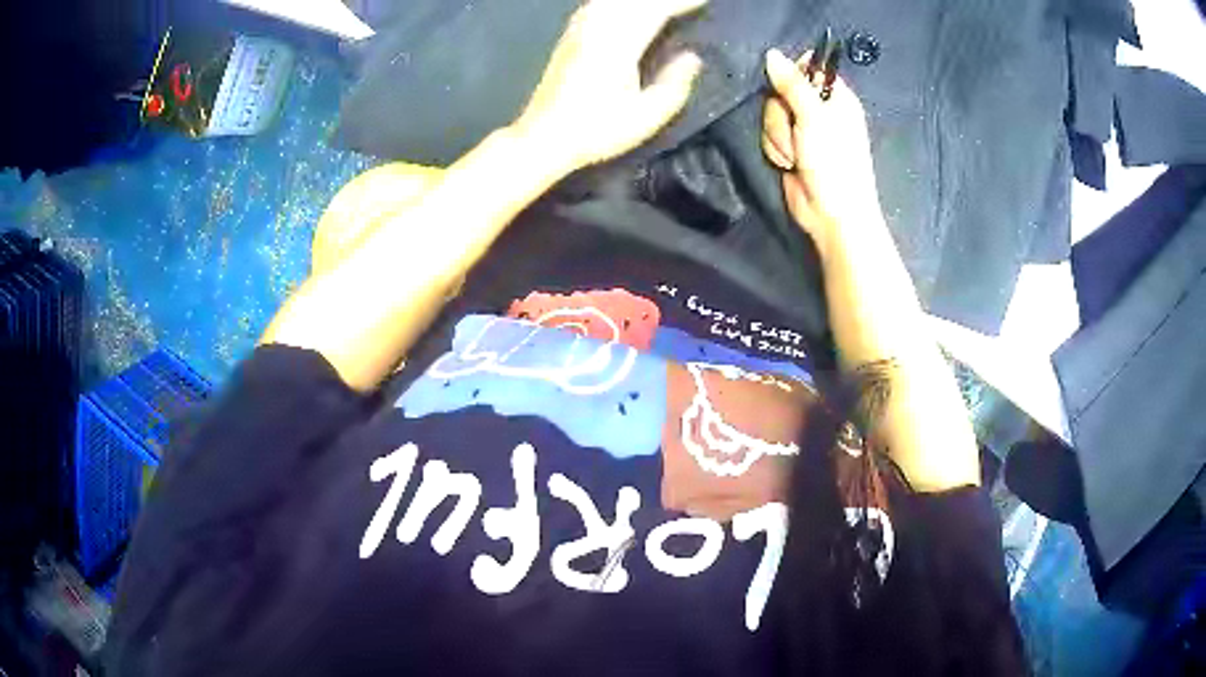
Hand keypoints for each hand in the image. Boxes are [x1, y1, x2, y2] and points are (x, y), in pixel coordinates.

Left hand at [514, 0, 706, 170]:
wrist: (543, 136)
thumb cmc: (596, 131)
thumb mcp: (646, 117)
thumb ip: (674, 84)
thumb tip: (692, 57)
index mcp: (619, 44)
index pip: (656, 9)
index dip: (682, 2)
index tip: (705, 1)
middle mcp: (597, 28)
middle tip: (689, 3)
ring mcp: (579, 29)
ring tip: (664, 5)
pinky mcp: (569, 35)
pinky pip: (598, 5)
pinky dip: (619, 2)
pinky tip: (626, 6)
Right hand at [762, 49, 882, 259]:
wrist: (831, 214)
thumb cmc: (834, 163)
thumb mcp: (815, 118)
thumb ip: (793, 84)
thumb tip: (772, 53)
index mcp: (836, 97)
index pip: (808, 68)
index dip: (792, 74)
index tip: (787, 87)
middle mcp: (819, 109)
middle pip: (781, 91)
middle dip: (781, 114)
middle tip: (796, 131)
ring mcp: (803, 129)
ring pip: (771, 115)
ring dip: (778, 136)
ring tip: (796, 155)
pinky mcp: (789, 147)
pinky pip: (769, 135)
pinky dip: (776, 150)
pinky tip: (789, 163)